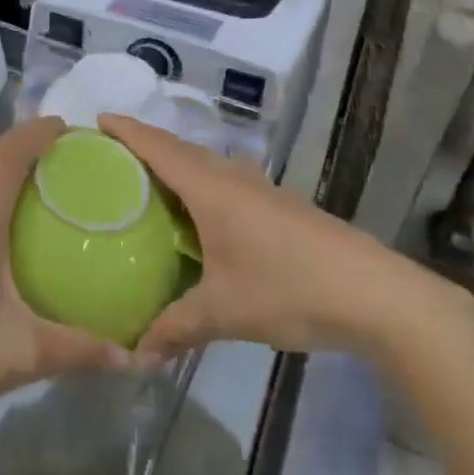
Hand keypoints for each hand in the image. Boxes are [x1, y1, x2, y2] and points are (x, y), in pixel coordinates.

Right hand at [101, 114, 412, 358]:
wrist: (377, 294)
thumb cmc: (290, 288)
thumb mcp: (224, 312)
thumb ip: (175, 329)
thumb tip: (135, 354)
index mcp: (212, 189)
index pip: (159, 147)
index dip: (127, 130)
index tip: (96, 120)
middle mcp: (234, 179)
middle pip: (181, 150)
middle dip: (144, 147)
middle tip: (109, 160)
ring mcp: (262, 191)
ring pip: (207, 167)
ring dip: (175, 167)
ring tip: (145, 188)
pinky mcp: (280, 208)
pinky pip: (226, 185)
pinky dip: (200, 188)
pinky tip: (196, 220)